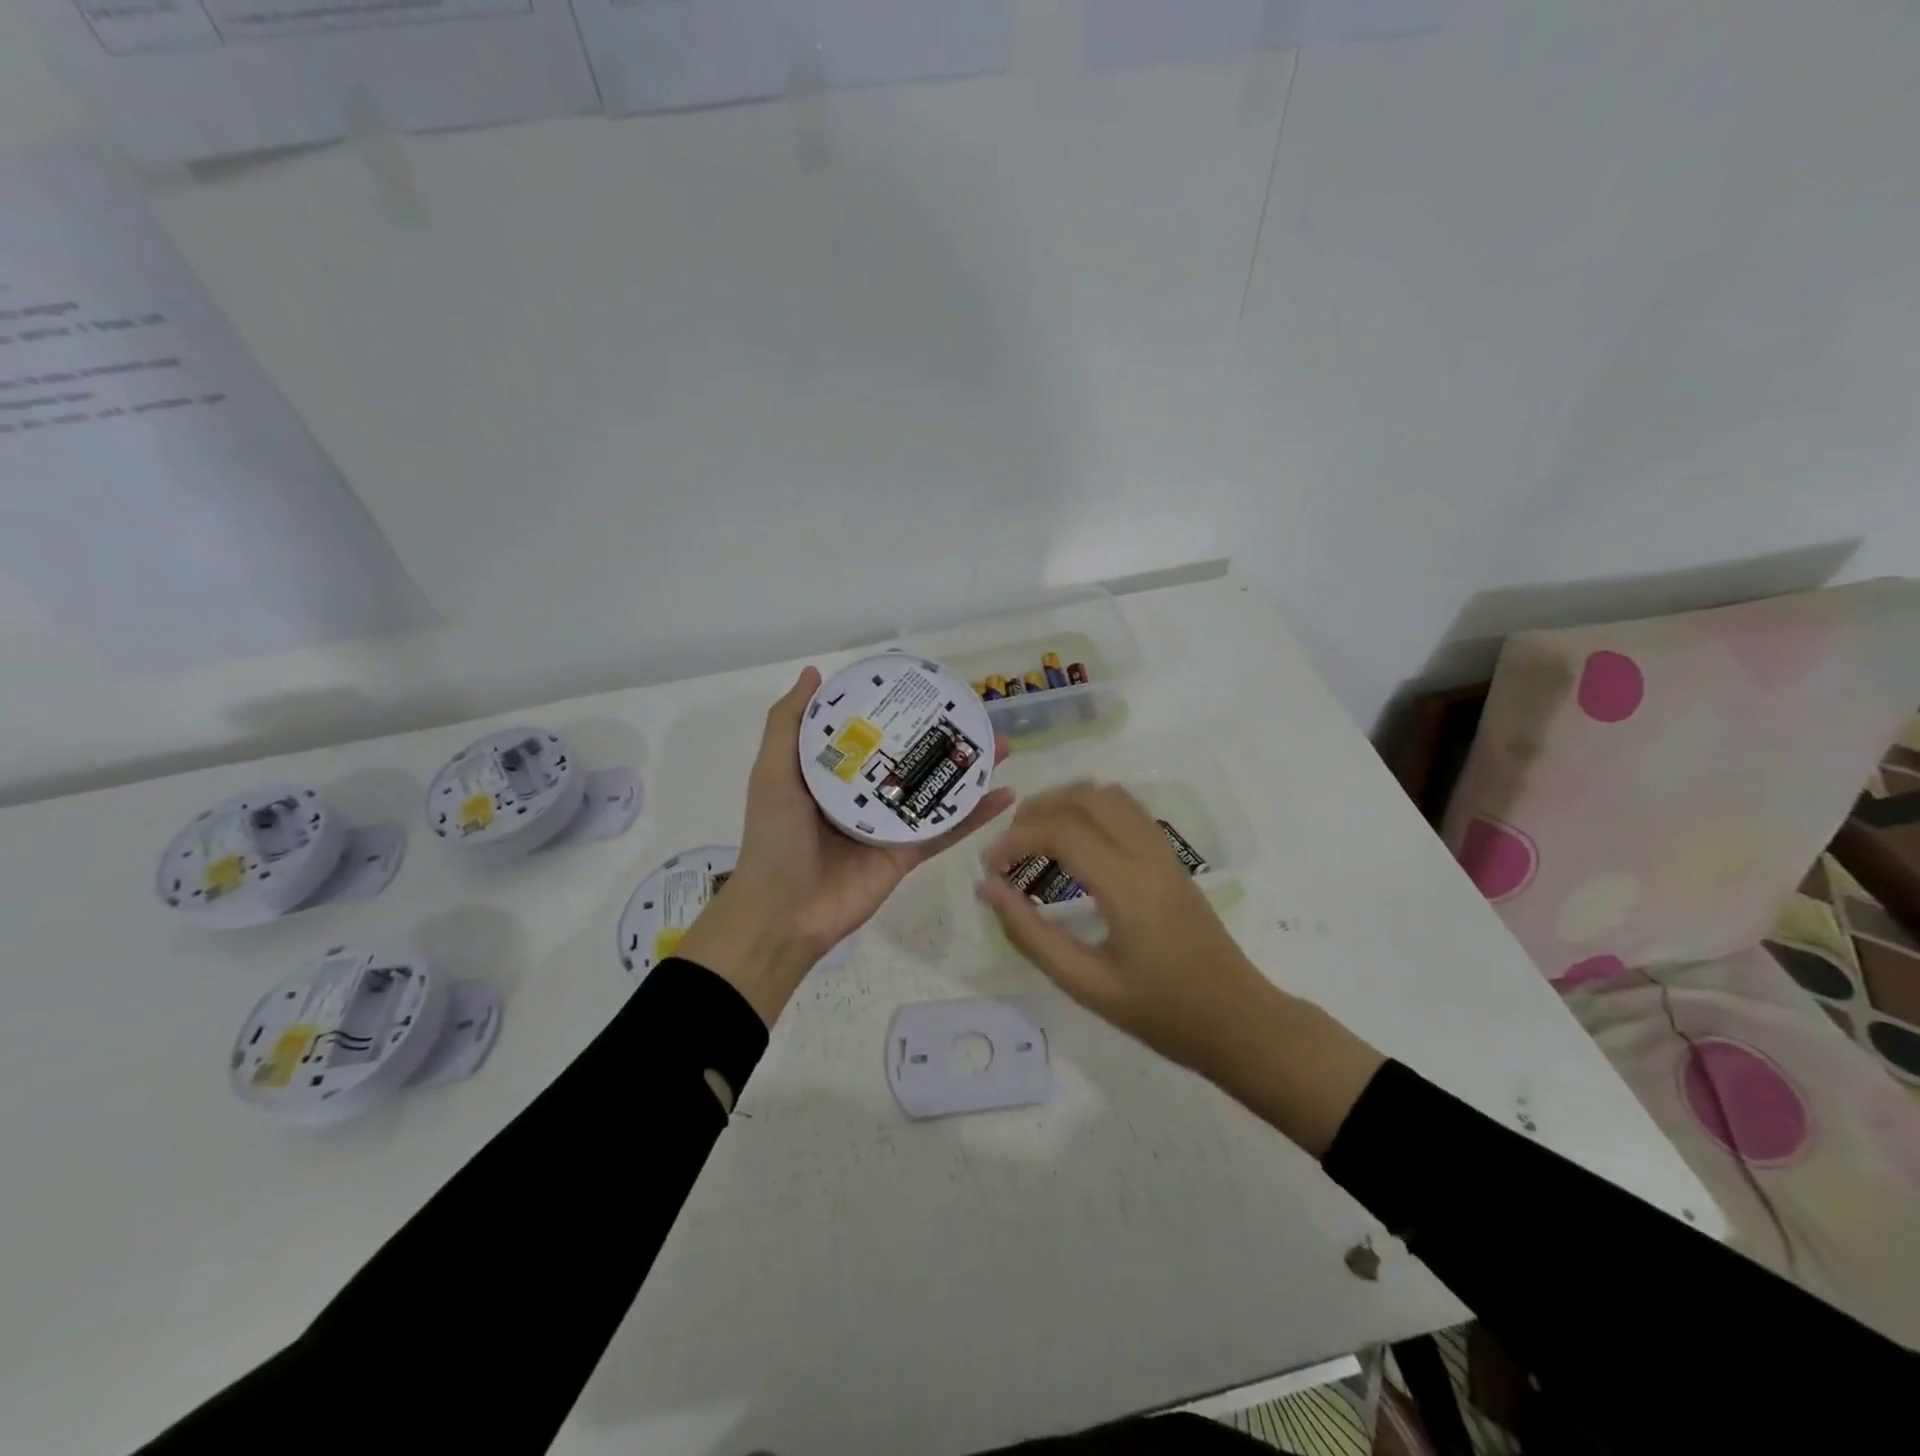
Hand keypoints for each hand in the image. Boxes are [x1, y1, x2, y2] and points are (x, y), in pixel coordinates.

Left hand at [680, 667, 1012, 1025]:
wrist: (783, 913)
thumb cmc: (775, 837)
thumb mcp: (773, 773)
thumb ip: (788, 724)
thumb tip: (814, 672)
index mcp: (833, 773)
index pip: (869, 732)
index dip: (894, 708)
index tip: (923, 685)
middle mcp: (864, 794)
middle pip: (910, 757)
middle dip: (941, 736)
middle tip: (974, 713)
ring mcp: (889, 825)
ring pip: (935, 790)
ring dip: (968, 770)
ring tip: (1001, 744)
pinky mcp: (908, 854)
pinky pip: (946, 829)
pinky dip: (976, 814)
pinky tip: (1005, 792)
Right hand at [975, 783, 1383, 1155]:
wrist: (1239, 1021)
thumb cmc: (1163, 1013)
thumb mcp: (1086, 985)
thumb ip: (1031, 935)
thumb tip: (988, 889)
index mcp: (1128, 885)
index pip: (1062, 832)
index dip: (1015, 840)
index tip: (990, 868)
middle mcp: (1148, 854)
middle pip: (1085, 797)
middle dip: (1037, 810)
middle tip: (1008, 848)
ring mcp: (1165, 851)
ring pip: (1109, 795)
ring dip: (1065, 804)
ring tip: (1034, 839)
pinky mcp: (1172, 858)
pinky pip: (1126, 810)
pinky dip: (1089, 810)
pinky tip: (1073, 845)